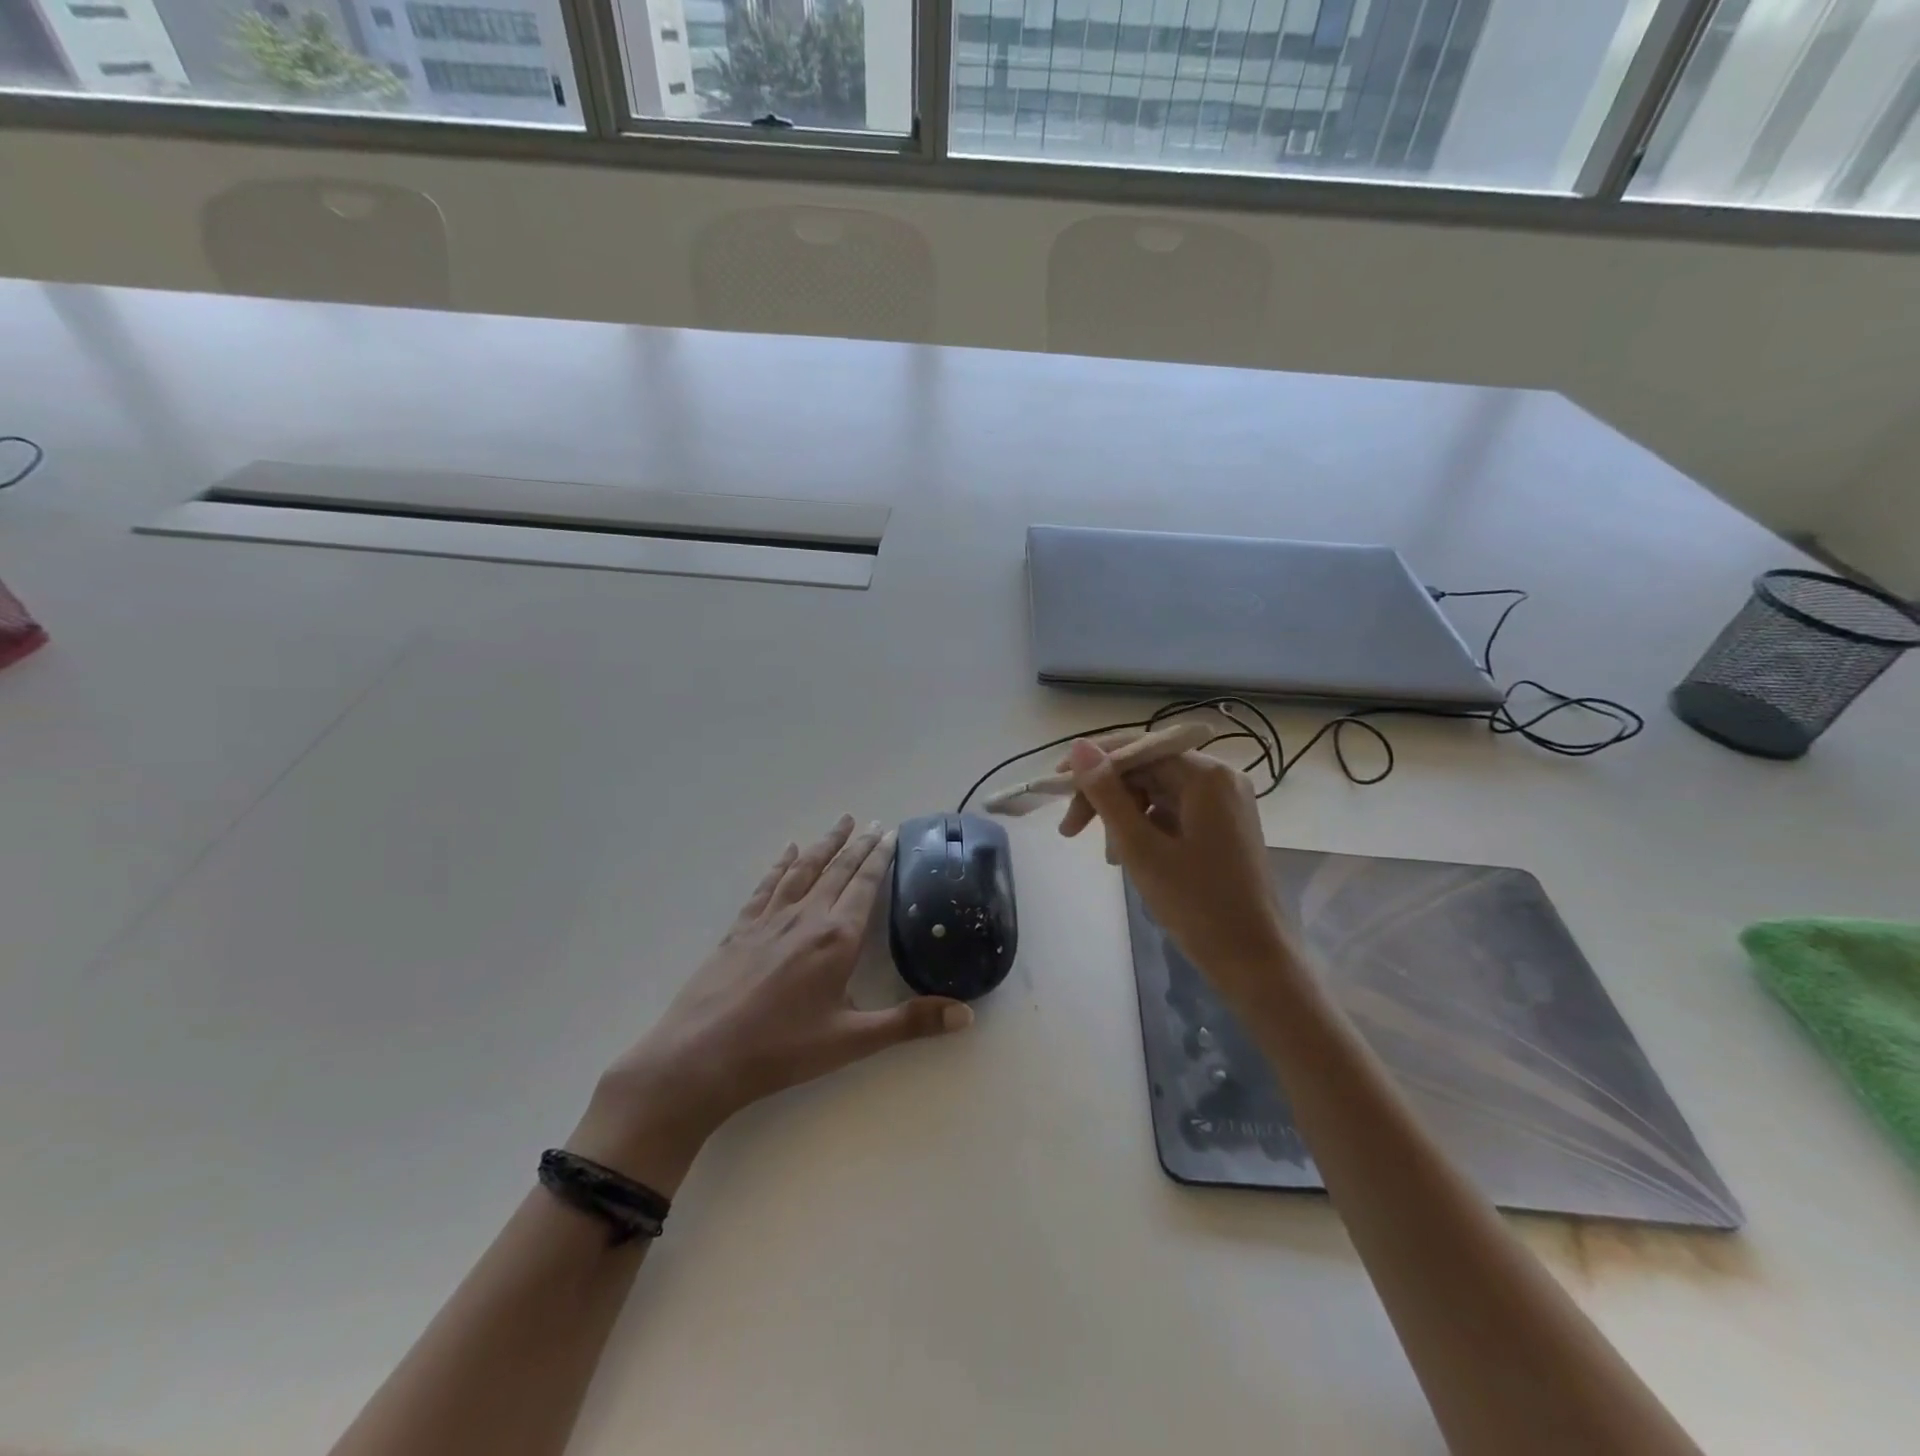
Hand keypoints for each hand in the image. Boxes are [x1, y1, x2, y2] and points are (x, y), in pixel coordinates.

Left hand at [569, 816, 973, 1191]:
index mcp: (837, 938)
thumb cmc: (782, 1050)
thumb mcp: (852, 1041)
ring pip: (804, 869)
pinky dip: (781, 865)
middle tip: (874, 822)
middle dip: (858, 844)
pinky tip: (787, 852)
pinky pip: (767, 886)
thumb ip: (910, 1023)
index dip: (880, 858)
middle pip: (838, 870)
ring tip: (841, 823)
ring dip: (825, 844)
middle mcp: (807, 917)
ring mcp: (770, 919)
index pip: (865, 885)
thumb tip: (967, 1015)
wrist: (701, 1057)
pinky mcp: (741, 928)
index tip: (891, 833)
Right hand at [1061, 739, 1295, 1008]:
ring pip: (1157, 792)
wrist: (1255, 961)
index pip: (1138, 748)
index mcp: (1207, 776)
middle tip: (1070, 830)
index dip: (1093, 764)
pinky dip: (1146, 828)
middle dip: (1106, 796)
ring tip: (1106, 856)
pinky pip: (1173, 813)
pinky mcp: (1223, 827)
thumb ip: (1106, 794)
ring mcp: (1224, 804)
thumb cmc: (1197, 904)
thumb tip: (1078, 746)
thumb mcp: (1140, 847)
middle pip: (1147, 770)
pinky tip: (1128, 857)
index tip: (1055, 784)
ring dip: (1123, 816)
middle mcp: (1220, 779)